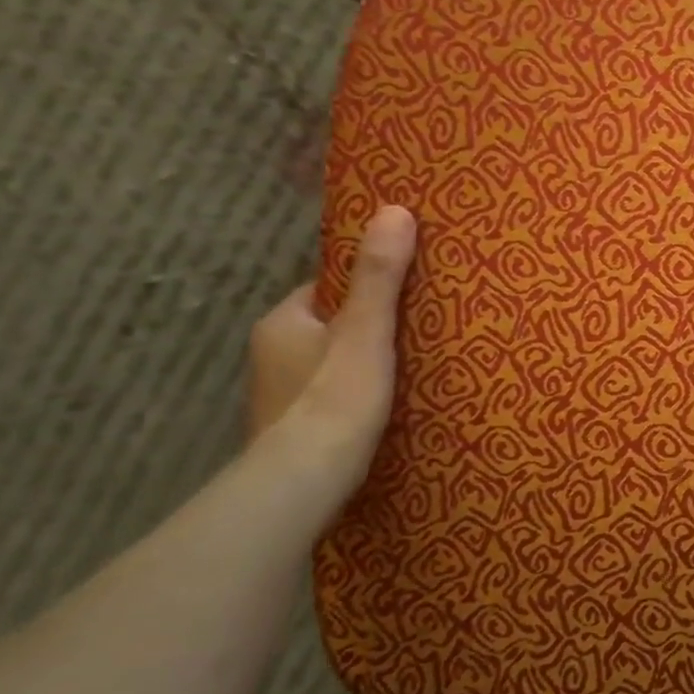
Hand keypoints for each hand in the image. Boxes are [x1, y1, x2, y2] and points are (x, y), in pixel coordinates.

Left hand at [243, 205, 416, 506]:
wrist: (302, 484)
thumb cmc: (335, 397)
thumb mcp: (366, 330)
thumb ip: (380, 274)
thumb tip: (394, 209)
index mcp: (282, 322)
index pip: (331, 287)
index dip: (371, 285)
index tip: (410, 290)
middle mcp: (272, 353)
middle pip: (335, 323)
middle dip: (372, 324)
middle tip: (421, 327)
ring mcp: (280, 393)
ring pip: (334, 360)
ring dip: (365, 361)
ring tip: (415, 364)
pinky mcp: (295, 426)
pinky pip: (333, 392)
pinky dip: (357, 391)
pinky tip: (388, 403)